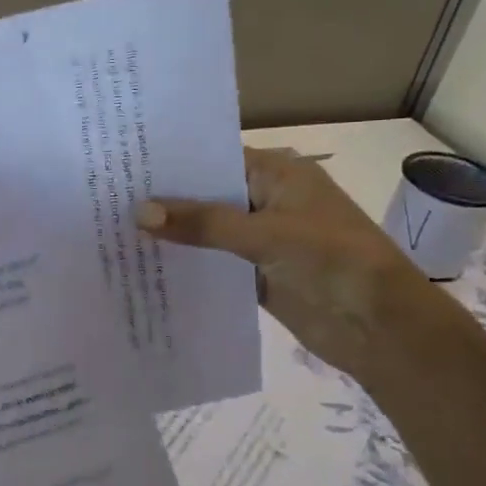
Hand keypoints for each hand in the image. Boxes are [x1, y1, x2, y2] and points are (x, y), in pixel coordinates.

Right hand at [138, 147, 448, 381]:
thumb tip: (138, 212)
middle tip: (105, 198)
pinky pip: (212, 263)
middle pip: (205, 194)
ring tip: (111, 230)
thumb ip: (202, 223)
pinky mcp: (254, 274)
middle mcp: (265, 199)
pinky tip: (143, 266)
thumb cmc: (332, 261)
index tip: (122, 165)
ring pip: (205, 230)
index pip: (213, 158)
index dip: (171, 163)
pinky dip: (185, 263)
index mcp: (277, 173)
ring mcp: (259, 239)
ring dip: (172, 234)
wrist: (381, 327)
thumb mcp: (265, 234)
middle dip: (164, 200)